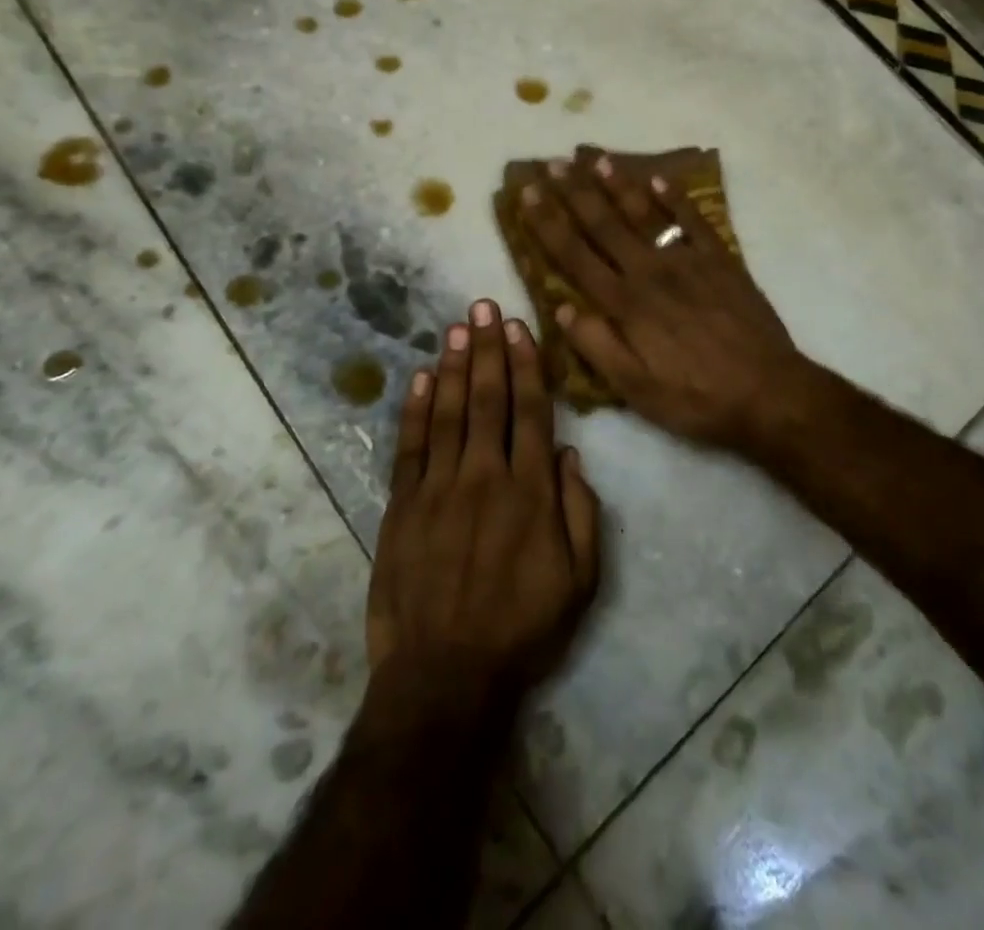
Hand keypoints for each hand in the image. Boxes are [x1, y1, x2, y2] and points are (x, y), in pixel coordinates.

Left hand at [365, 300, 600, 707]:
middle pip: (487, 399)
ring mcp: (439, 489)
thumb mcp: (580, 580)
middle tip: (484, 306)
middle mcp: (485, 476)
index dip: (526, 366)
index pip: (530, 411)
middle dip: (487, 348)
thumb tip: (570, 454)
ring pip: (446, 413)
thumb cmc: (522, 628)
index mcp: (531, 491)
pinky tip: (419, 378)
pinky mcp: (403, 507)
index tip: (520, 328)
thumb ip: (580, 511)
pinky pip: (410, 447)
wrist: (446, 676)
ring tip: (457, 327)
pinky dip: (414, 410)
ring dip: (452, 366)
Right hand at [519, 147, 811, 455]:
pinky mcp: (721, 260)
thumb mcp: (635, 390)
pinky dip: (675, 197)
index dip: (548, 223)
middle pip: (604, 225)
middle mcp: (650, 272)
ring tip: (596, 157)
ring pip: (645, 214)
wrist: (768, 393)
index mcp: (625, 305)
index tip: (528, 195)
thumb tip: (561, 308)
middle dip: (574, 193)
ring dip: (618, 184)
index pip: (575, 256)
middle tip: (551, 164)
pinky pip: (693, 220)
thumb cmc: (695, 398)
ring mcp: (687, 261)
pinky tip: (659, 178)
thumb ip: (596, 346)